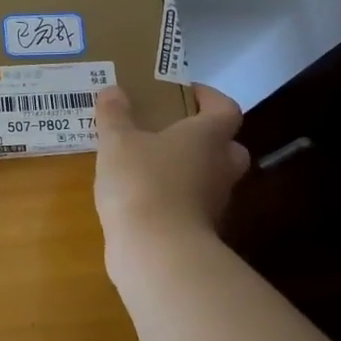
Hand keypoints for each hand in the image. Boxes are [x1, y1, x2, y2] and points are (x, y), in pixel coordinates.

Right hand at [93, 83, 250, 250]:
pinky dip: (172, 200)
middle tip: (172, 133)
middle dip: (205, 139)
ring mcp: (213, 204)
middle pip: (227, 147)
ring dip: (187, 171)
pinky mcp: (197, 232)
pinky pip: (189, 207)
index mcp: (208, 137)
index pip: (226, 108)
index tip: (186, 92)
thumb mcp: (117, 142)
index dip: (210, 97)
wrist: (155, 250)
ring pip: (209, 179)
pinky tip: (142, 198)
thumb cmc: (142, 182)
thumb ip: (115, 115)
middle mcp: (220, 168)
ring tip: (148, 165)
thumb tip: (113, 90)